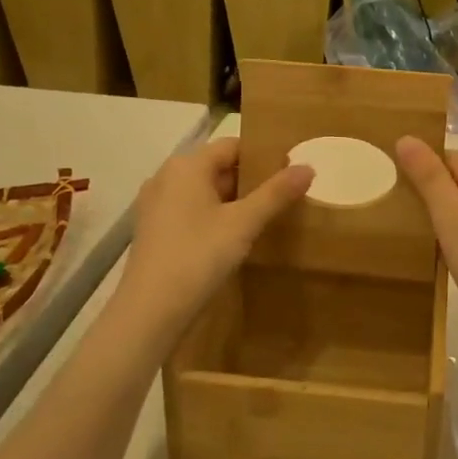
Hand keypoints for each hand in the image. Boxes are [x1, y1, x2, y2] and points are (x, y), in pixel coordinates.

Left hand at [116, 138, 313, 336]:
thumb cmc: (198, 256)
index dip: (263, 156)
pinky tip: (231, 238)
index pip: (232, 146)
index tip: (289, 172)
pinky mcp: (152, 230)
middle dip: (249, 180)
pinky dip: (212, 216)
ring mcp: (155, 205)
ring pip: (203, 191)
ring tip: (262, 217)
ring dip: (232, 200)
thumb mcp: (244, 224)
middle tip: (282, 197)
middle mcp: (166, 177)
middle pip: (216, 167)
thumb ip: (276, 193)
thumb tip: (308, 167)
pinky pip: (189, 210)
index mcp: (187, 166)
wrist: (149, 311)